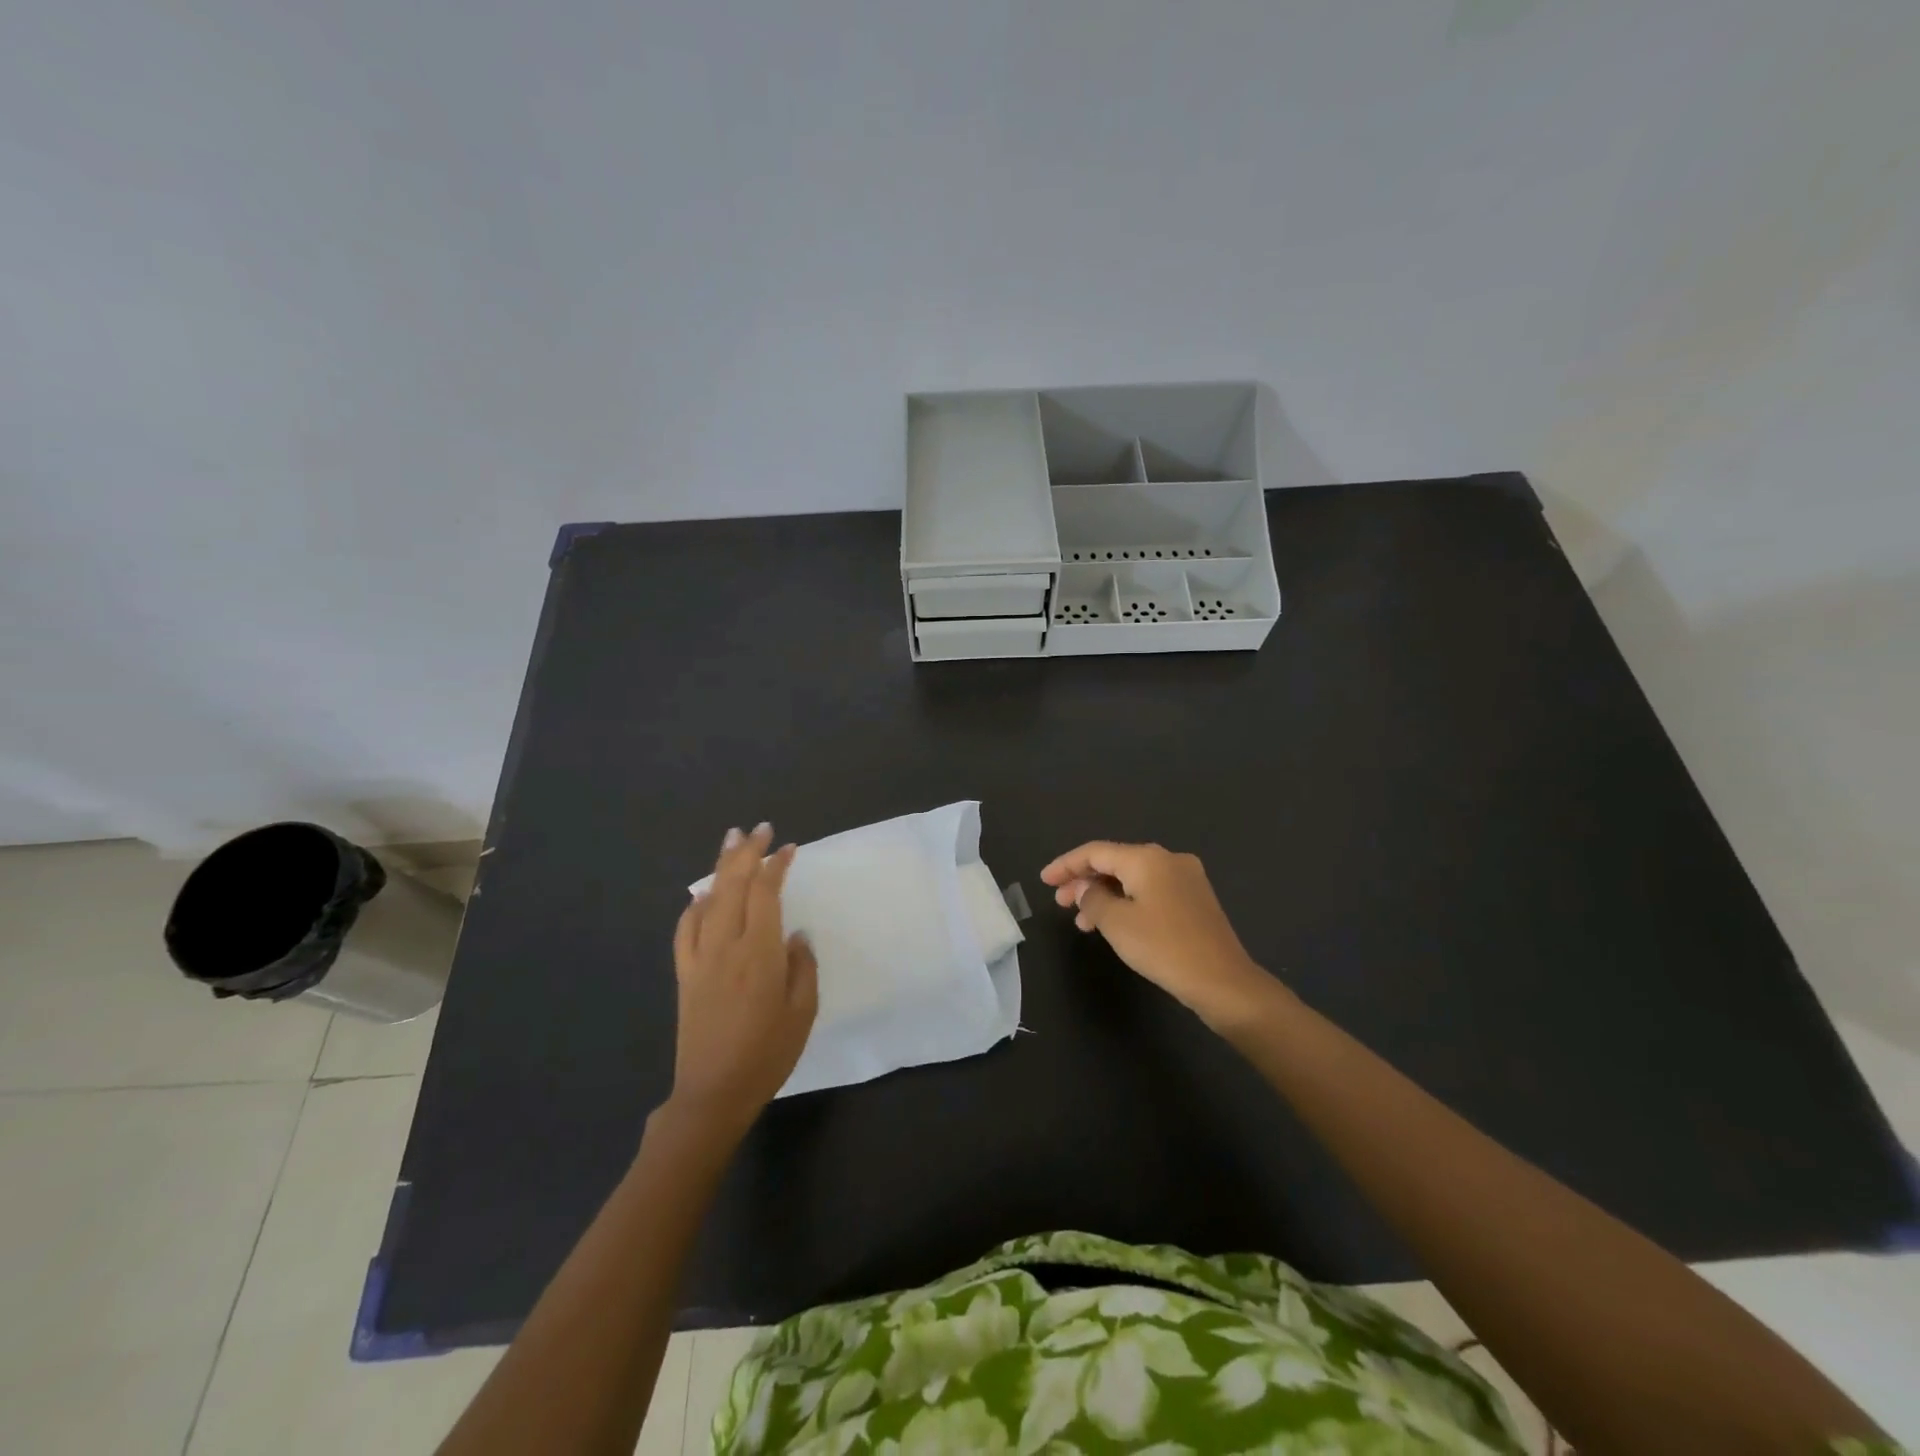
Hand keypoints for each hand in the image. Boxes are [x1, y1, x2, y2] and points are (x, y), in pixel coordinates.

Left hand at [668, 824, 817, 1135]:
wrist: (713, 1093)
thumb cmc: (767, 1054)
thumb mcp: (803, 1012)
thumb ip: (802, 967)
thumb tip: (795, 935)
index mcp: (759, 954)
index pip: (765, 893)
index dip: (776, 866)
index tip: (788, 848)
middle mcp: (726, 946)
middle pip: (733, 886)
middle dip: (746, 852)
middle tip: (758, 828)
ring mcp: (700, 959)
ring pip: (708, 900)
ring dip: (720, 867)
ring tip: (730, 841)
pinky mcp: (685, 974)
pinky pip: (685, 930)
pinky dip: (694, 906)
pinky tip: (702, 895)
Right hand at [1040, 841, 1274, 1029]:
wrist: (1223, 982)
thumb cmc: (1164, 947)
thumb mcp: (1116, 923)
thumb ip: (1092, 899)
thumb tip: (1085, 889)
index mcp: (1147, 858)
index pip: (1096, 852)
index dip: (1066, 864)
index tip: (1044, 880)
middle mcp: (1168, 859)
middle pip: (1115, 862)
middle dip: (1084, 880)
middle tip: (1060, 902)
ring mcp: (1186, 879)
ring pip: (1133, 879)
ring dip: (1104, 895)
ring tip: (1083, 922)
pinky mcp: (1195, 900)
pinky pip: (1150, 891)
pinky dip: (1127, 902)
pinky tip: (1114, 923)